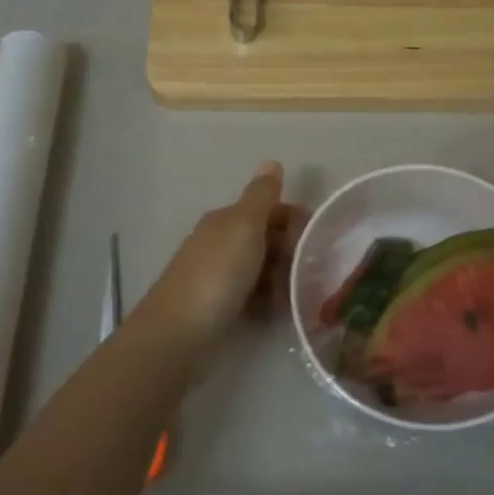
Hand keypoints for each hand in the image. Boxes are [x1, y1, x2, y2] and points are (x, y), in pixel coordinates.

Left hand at [136, 162, 306, 349]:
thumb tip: (271, 160)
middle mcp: (221, 244)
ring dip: (283, 279)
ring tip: (298, 293)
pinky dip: (270, 301)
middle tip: (309, 270)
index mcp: (226, 220)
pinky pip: (255, 297)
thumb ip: (261, 196)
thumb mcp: (244, 226)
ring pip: (263, 270)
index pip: (269, 210)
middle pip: (268, 240)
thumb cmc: (217, 274)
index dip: (294, 220)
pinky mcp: (222, 309)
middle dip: (292, 252)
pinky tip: (281, 311)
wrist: (180, 333)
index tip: (313, 240)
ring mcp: (220, 278)